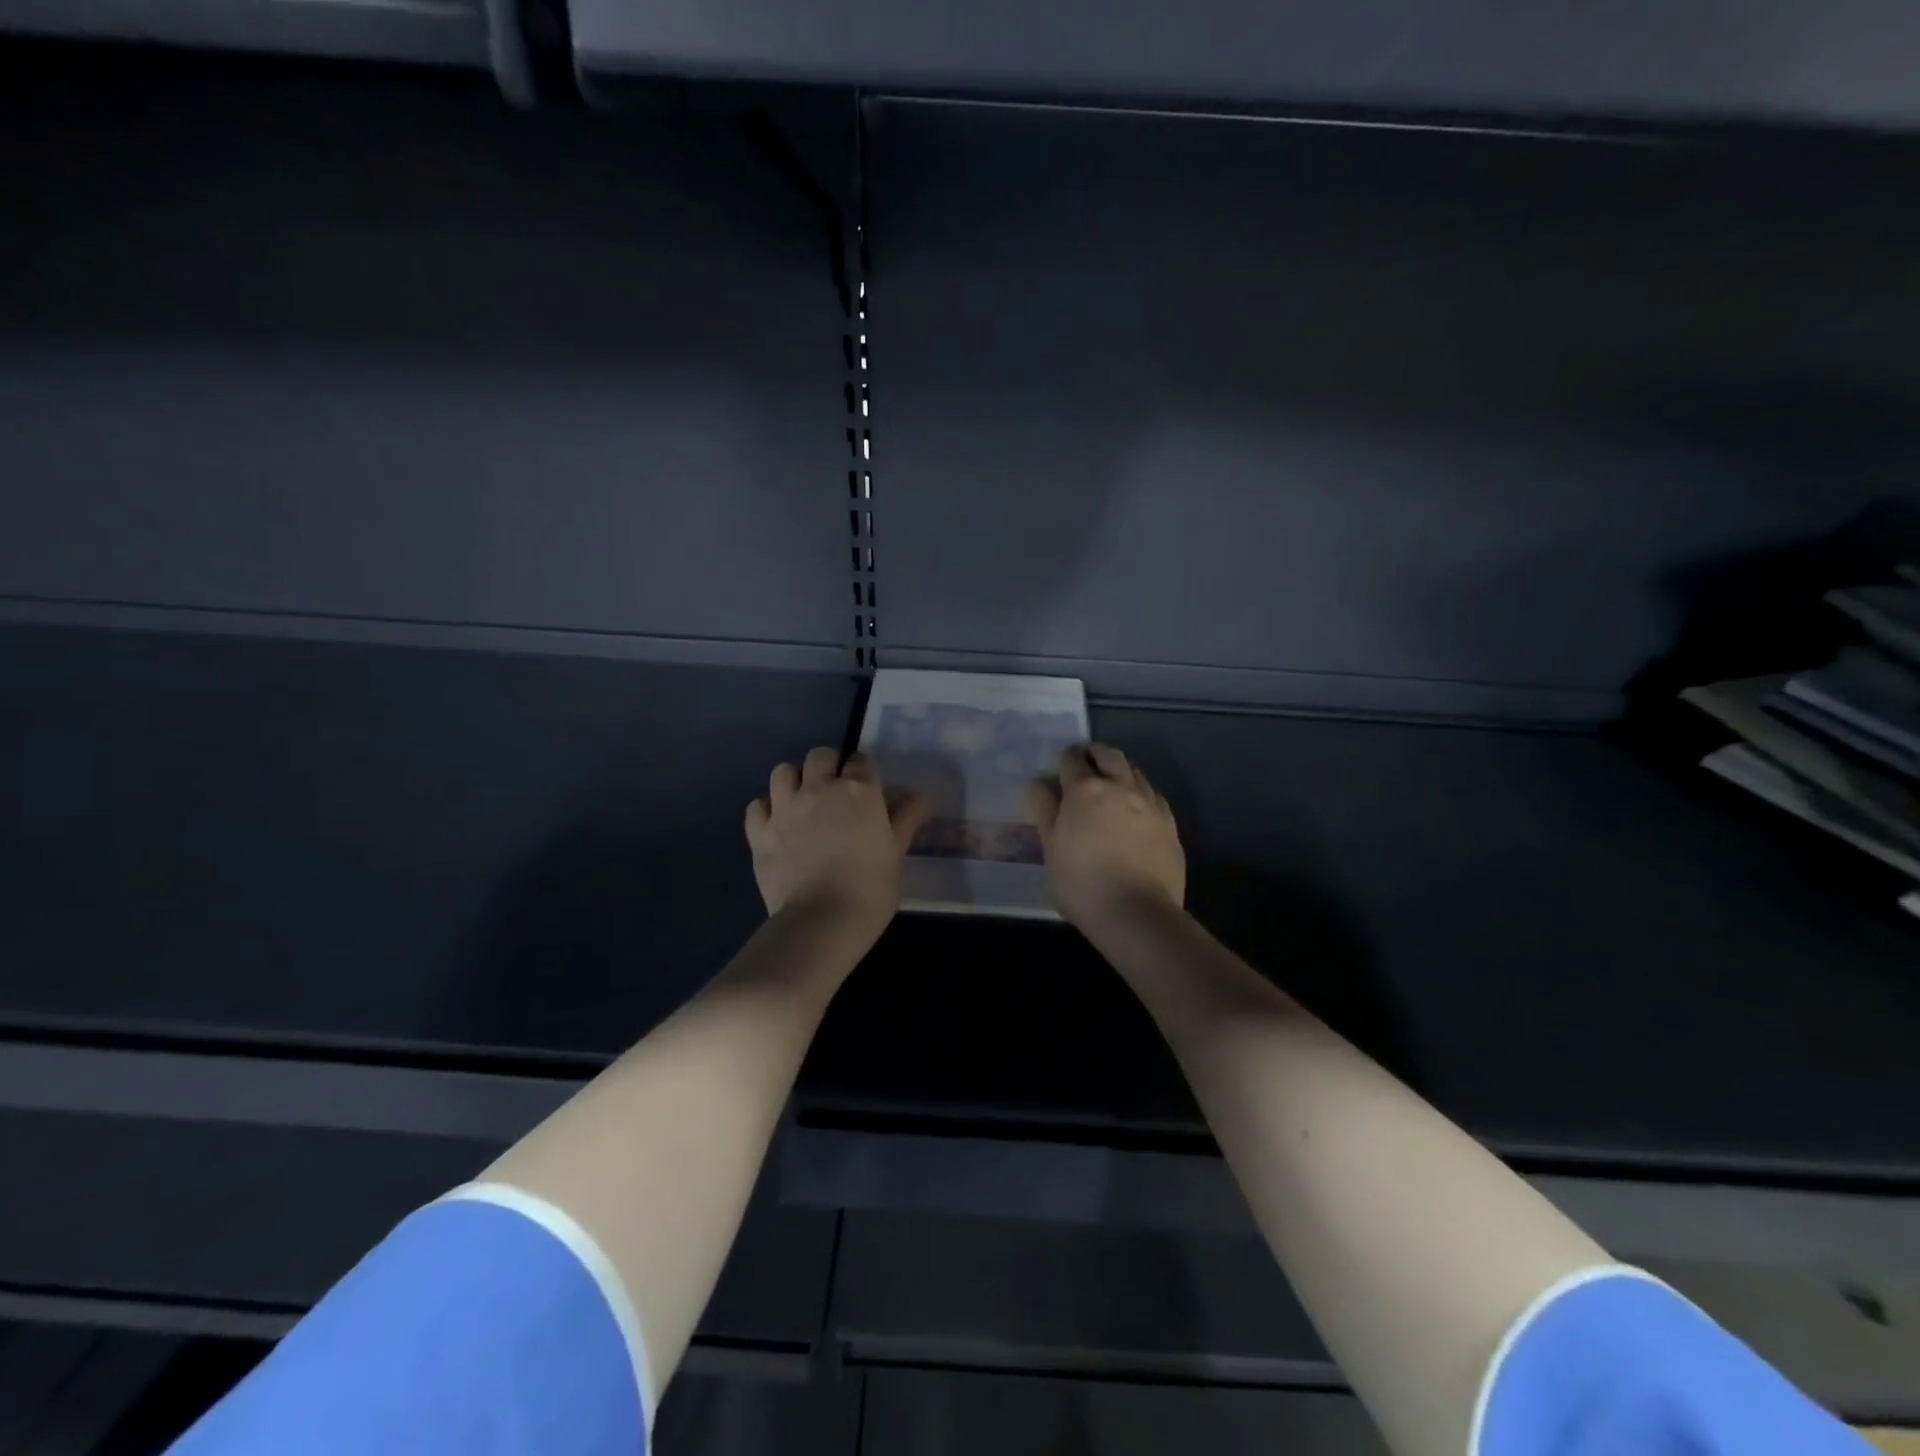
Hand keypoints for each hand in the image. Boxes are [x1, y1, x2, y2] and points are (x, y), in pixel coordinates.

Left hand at [746, 747, 926, 940]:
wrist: (822, 922)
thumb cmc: (871, 889)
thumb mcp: (896, 855)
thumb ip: (904, 821)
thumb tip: (920, 797)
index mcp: (859, 791)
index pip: (860, 760)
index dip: (862, 771)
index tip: (866, 788)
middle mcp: (820, 789)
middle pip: (819, 756)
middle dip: (827, 767)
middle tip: (833, 792)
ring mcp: (785, 808)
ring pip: (783, 772)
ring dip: (794, 781)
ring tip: (802, 802)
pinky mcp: (760, 832)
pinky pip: (757, 806)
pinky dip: (766, 810)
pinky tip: (776, 824)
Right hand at [1026, 743, 1185, 929]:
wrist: (1137, 914)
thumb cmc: (1081, 884)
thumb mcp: (1050, 850)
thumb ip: (1045, 812)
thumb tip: (1040, 784)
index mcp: (1084, 791)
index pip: (1072, 759)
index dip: (1064, 758)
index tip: (1060, 766)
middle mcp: (1120, 787)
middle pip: (1108, 755)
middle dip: (1095, 754)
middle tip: (1086, 764)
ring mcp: (1149, 803)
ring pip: (1135, 771)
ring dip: (1120, 771)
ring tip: (1112, 786)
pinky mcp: (1170, 823)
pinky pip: (1154, 796)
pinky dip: (1141, 794)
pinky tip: (1137, 810)